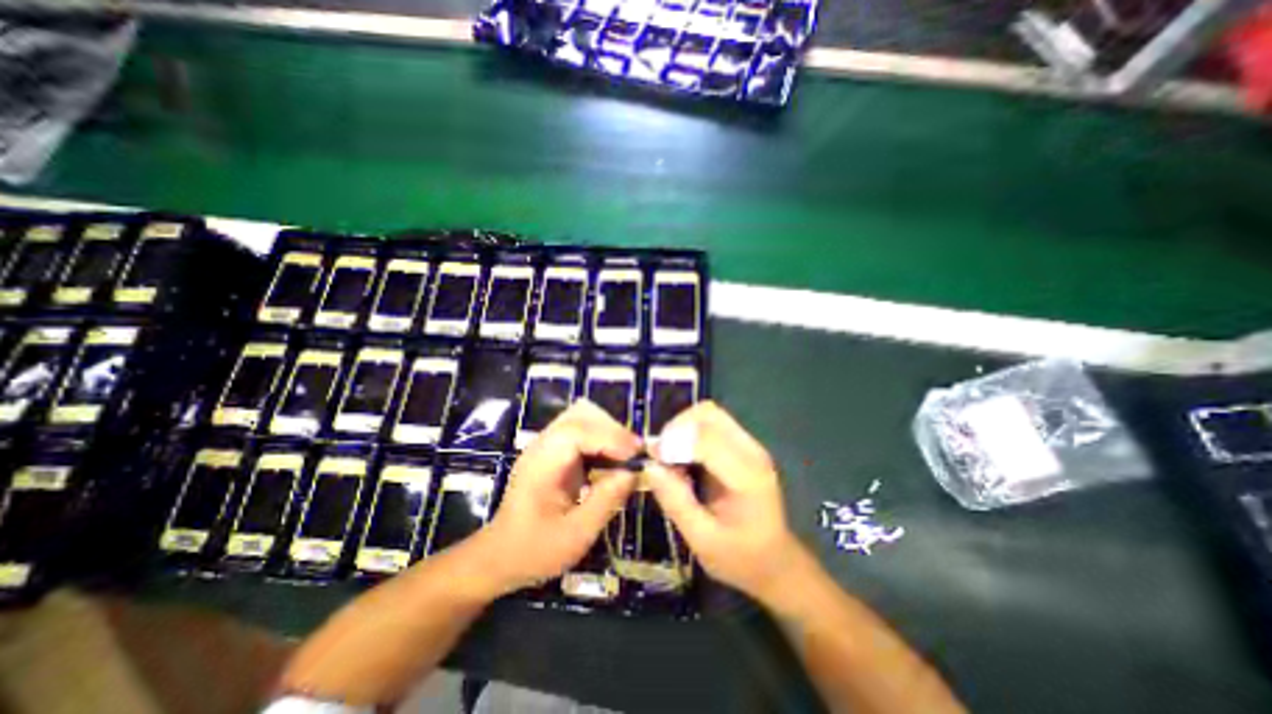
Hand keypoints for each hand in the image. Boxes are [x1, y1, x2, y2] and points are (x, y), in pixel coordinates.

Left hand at [468, 401, 640, 597]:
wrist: (500, 556)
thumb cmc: (535, 550)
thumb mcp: (576, 534)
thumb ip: (606, 500)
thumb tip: (633, 472)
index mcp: (542, 464)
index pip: (577, 431)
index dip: (610, 437)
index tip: (637, 453)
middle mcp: (542, 446)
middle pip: (581, 416)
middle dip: (612, 430)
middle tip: (635, 454)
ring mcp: (546, 445)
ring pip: (582, 418)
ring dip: (607, 431)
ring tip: (626, 455)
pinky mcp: (552, 451)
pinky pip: (580, 431)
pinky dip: (600, 439)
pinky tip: (611, 459)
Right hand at [648, 401, 803, 602]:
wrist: (776, 562)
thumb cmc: (741, 558)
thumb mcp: (703, 541)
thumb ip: (676, 502)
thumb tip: (650, 467)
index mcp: (747, 476)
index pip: (706, 438)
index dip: (674, 442)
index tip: (653, 460)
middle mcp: (751, 451)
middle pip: (708, 414)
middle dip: (677, 428)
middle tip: (661, 457)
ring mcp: (749, 445)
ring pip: (708, 414)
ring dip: (683, 428)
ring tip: (671, 458)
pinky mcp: (743, 446)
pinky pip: (711, 424)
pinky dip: (690, 433)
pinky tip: (684, 459)